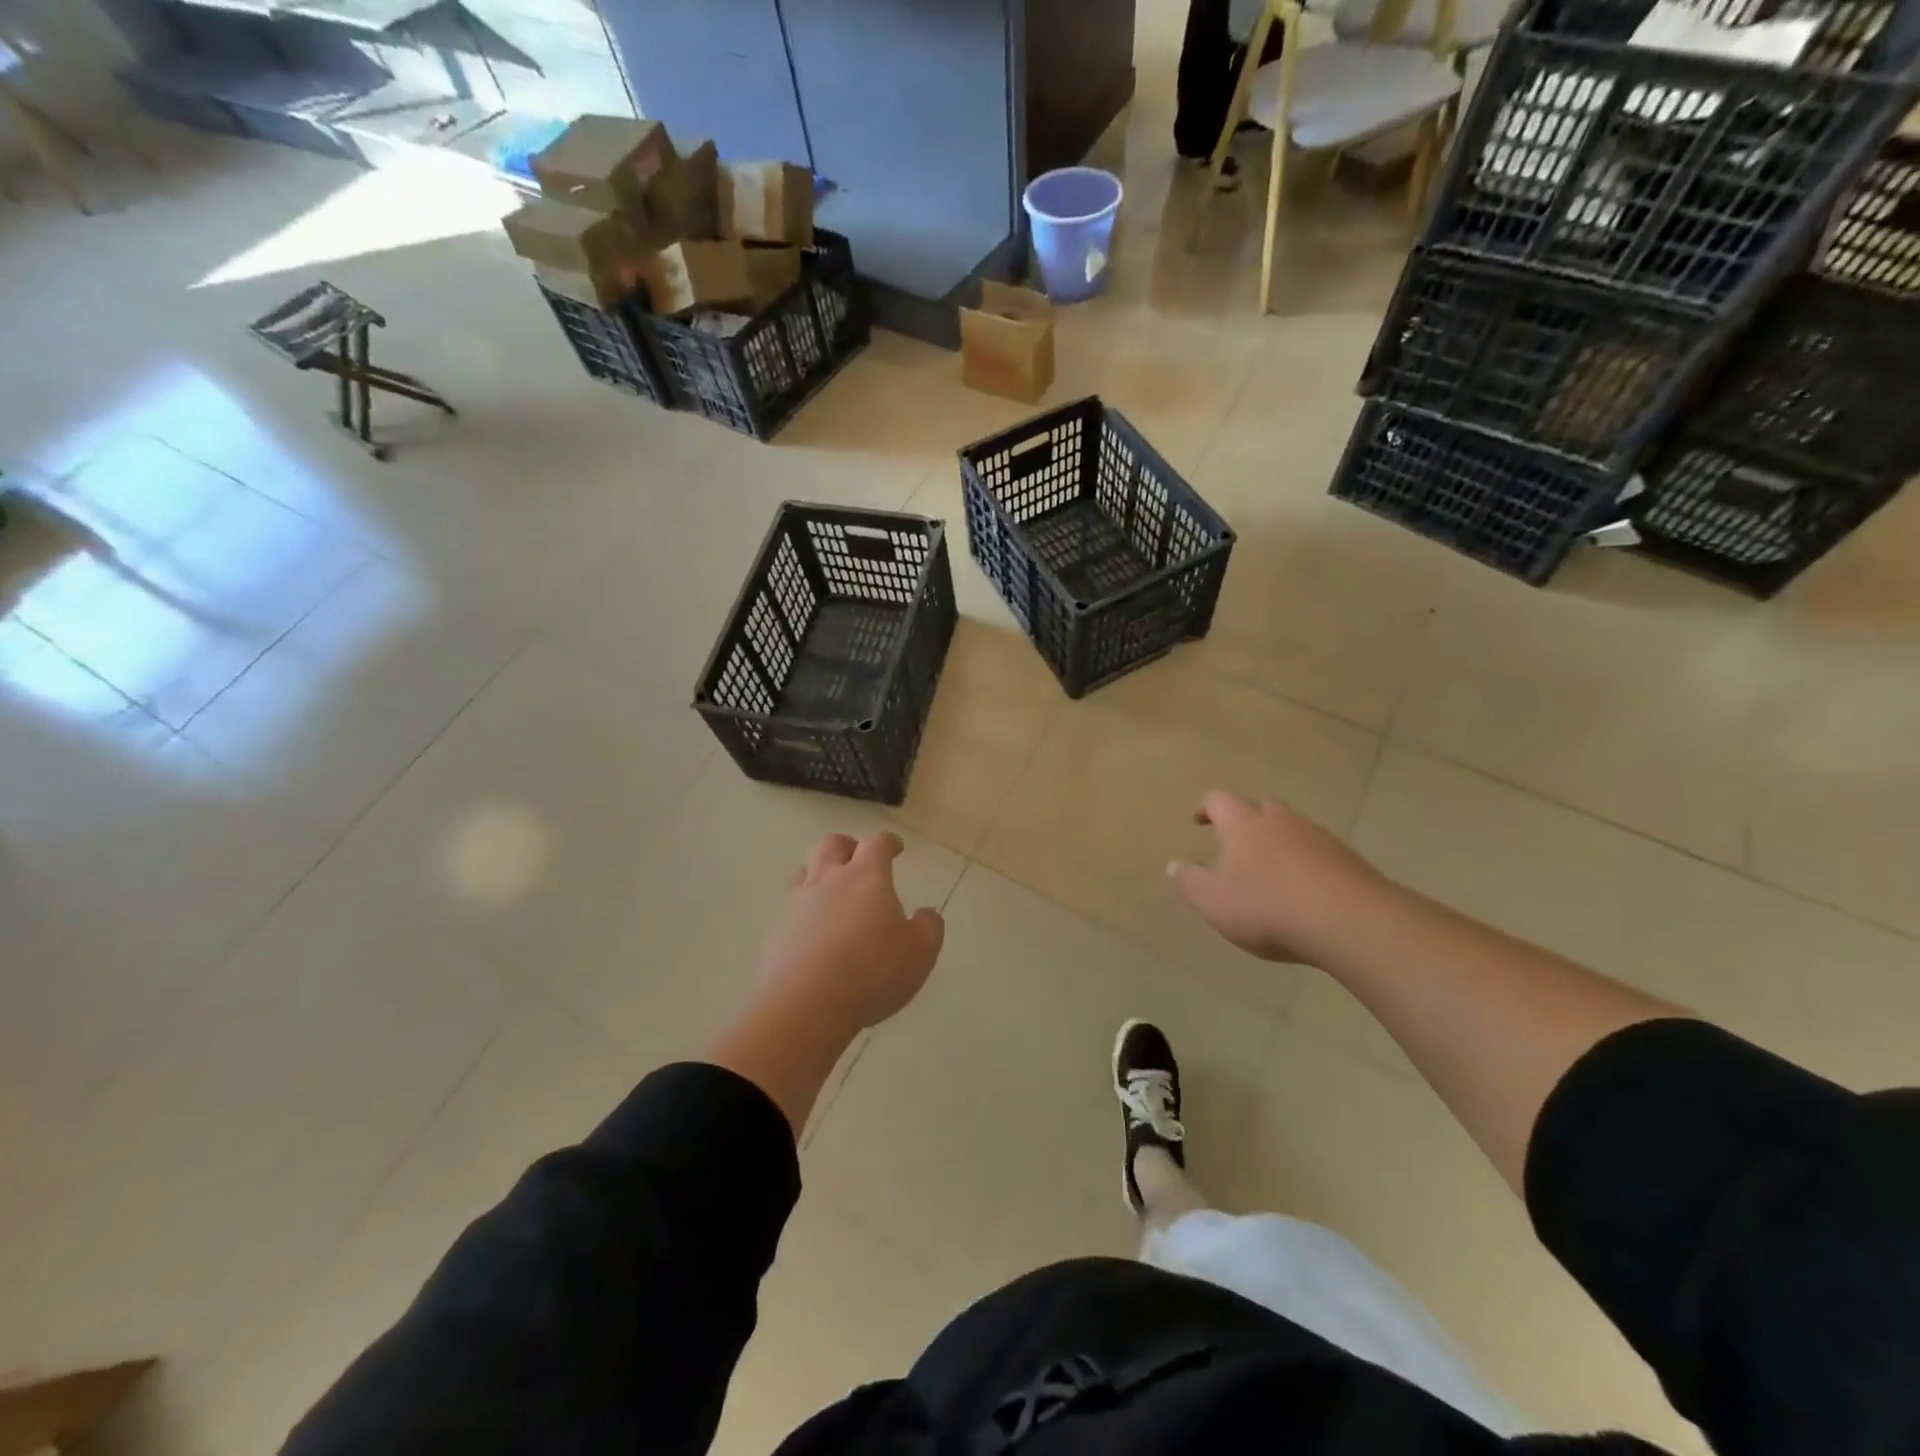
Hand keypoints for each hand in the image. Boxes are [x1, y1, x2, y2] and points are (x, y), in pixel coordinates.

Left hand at [756, 832, 945, 1033]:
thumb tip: (927, 914)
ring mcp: (796, 905)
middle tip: (857, 859)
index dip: (888, 842)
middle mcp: (828, 881)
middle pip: (831, 844)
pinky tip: (811, 934)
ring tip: (830, 893)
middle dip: (847, 846)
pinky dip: (802, 912)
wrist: (806, 1005)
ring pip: (803, 872)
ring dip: (818, 874)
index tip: (895, 848)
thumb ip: (928, 927)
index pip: (876, 844)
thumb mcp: (920, 952)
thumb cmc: (872, 971)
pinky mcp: (775, 932)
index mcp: (866, 877)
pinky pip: (788, 910)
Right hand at [1169, 792, 1389, 965]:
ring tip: (1272, 872)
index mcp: (1243, 824)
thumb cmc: (1268, 906)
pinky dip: (1307, 864)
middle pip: (1261, 807)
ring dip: (1280, 843)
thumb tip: (1173, 865)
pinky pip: (1319, 854)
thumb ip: (1189, 881)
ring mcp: (1319, 838)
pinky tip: (1305, 891)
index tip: (1199, 820)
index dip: (1206, 807)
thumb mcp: (1212, 901)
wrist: (1350, 921)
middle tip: (1237, 844)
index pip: (1219, 799)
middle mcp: (1281, 821)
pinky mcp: (1348, 860)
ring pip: (1293, 829)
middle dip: (1247, 820)